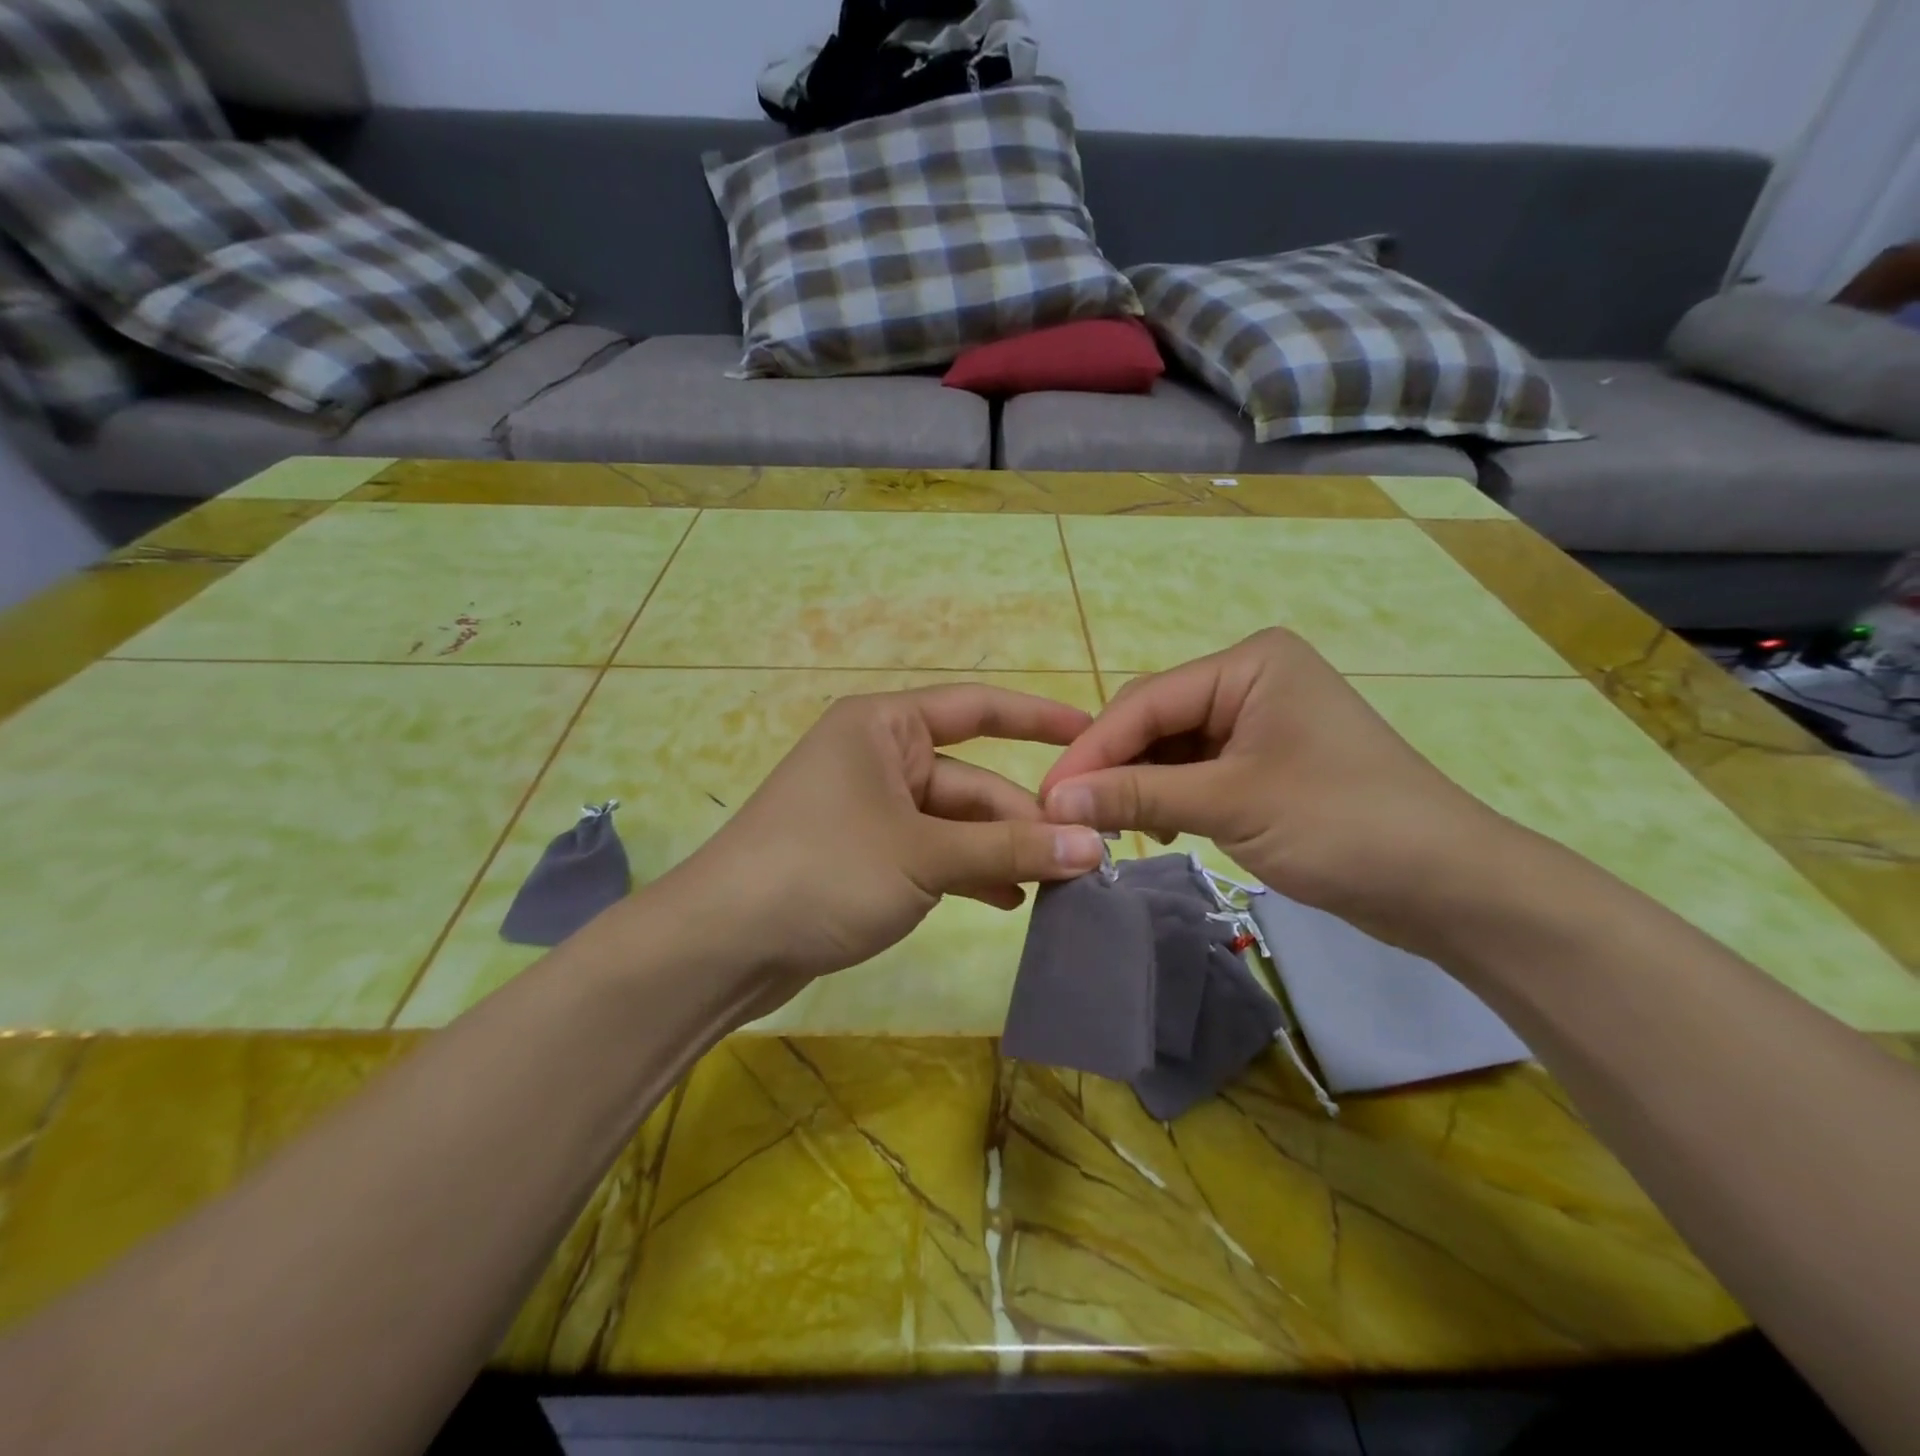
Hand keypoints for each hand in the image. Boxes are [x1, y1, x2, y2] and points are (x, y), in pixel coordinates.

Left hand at [662, 684, 1107, 1015]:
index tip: (1091, 732)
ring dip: (999, 852)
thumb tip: (1094, 845)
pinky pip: (932, 854)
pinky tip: (1007, 901)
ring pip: (954, 823)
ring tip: (1054, 886)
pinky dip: (967, 875)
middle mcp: (878, 757)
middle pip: (970, 780)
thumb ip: (1010, 847)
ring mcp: (870, 809)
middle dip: (1022, 818)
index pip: (977, 708)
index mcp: (885, 727)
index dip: (1036, 718)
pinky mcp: (864, 856)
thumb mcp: (925, 855)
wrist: (722, 944)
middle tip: (1082, 857)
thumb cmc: (824, 870)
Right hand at [1038, 629, 1519, 951]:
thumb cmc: (1344, 825)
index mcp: (1249, 664)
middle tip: (1068, 818)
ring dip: (1137, 785)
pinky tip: (1152, 827)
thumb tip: (1054, 801)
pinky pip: (1194, 772)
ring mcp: (1257, 723)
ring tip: (1106, 827)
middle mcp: (1249, 681)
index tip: (1046, 797)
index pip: (1146, 702)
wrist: (1450, 887)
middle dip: (1112, 767)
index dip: (1092, 751)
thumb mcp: (1231, 804)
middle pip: (1154, 720)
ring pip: (1169, 749)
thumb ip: (1137, 796)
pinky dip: (1167, 798)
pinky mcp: (1263, 764)